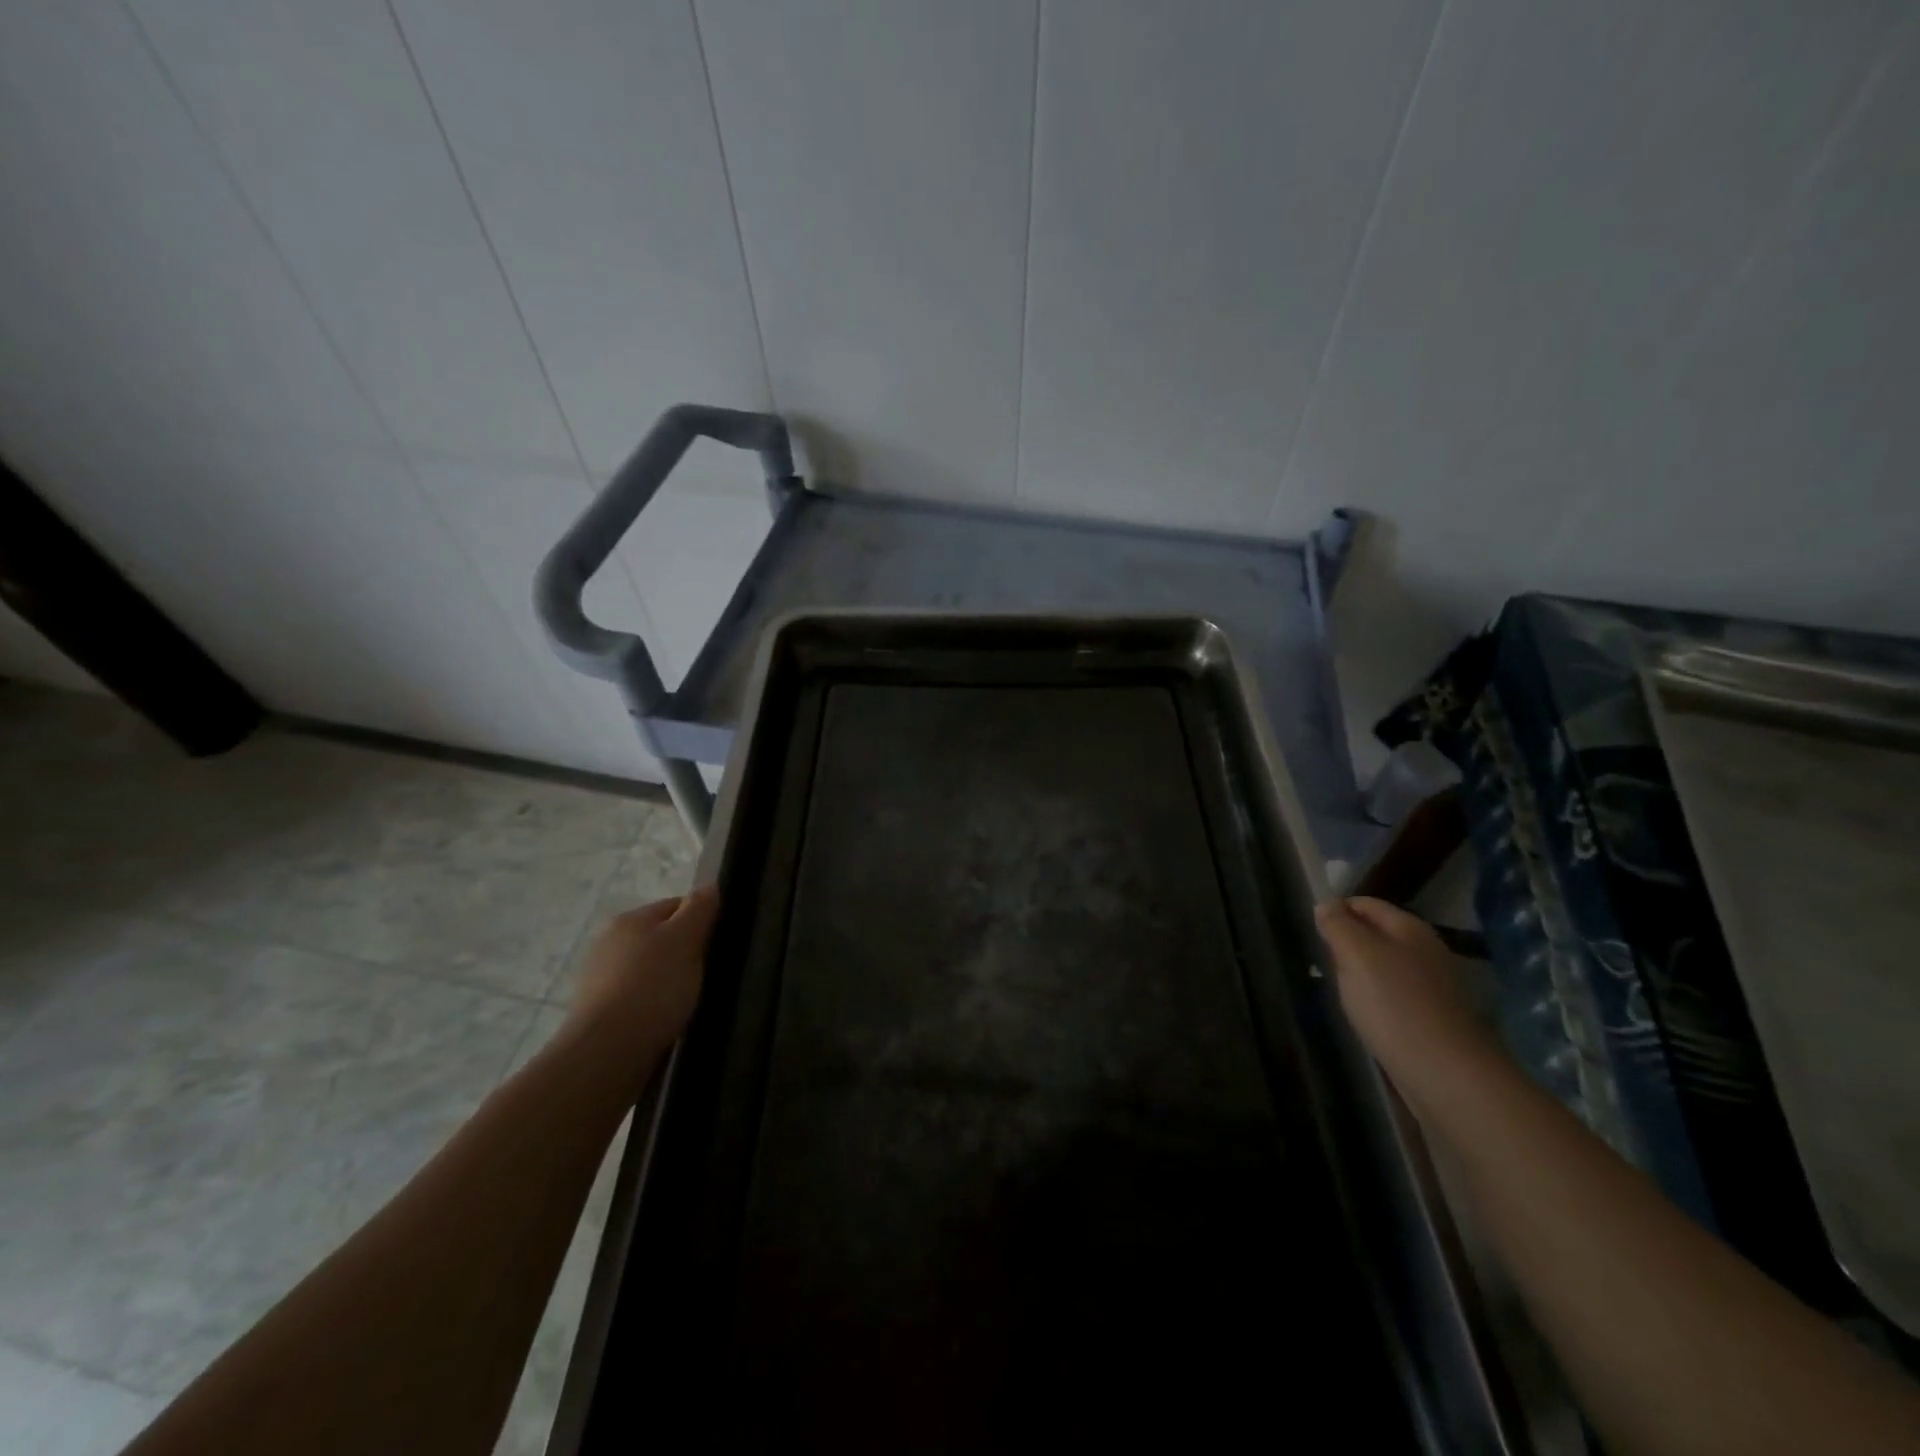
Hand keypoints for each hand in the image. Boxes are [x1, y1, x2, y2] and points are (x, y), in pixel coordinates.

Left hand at [568, 885, 719, 1058]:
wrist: (606, 1052)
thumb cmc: (652, 987)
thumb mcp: (686, 940)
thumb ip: (699, 909)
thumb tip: (709, 886)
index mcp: (629, 919)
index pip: (675, 906)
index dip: (701, 920)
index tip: (718, 943)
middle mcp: (607, 942)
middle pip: (659, 938)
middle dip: (683, 952)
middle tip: (706, 974)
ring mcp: (597, 978)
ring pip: (646, 969)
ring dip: (666, 980)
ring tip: (686, 1001)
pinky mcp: (595, 1012)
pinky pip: (634, 997)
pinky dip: (651, 1004)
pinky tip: (663, 1019)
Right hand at [1314, 896, 1504, 1115]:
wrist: (1446, 1074)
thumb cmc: (1394, 1004)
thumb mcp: (1355, 954)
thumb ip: (1338, 925)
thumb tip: (1326, 905)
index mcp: (1409, 927)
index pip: (1365, 903)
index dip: (1336, 910)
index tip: (1312, 930)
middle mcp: (1426, 950)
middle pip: (1375, 934)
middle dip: (1347, 943)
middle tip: (1323, 961)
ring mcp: (1433, 986)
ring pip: (1384, 966)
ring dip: (1360, 974)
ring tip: (1339, 990)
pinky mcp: (1433, 1017)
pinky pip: (1394, 995)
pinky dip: (1376, 1000)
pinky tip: (1365, 1015)